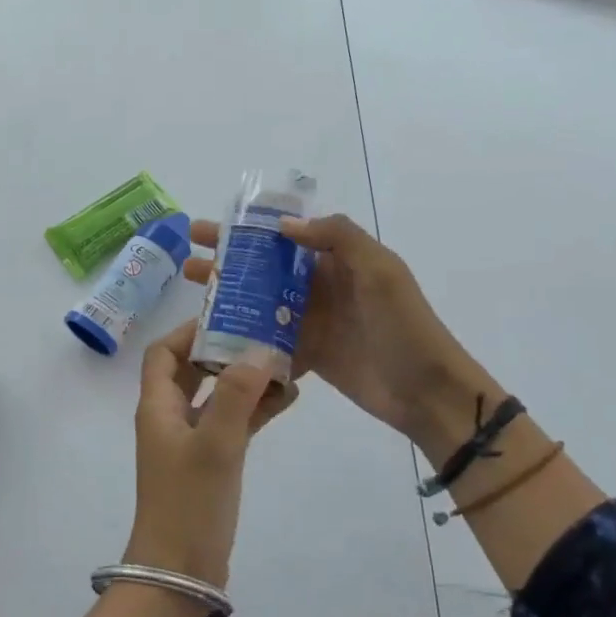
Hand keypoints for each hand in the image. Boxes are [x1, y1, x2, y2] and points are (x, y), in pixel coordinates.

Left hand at [127, 321, 296, 589]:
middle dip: (224, 348)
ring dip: (245, 378)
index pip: (163, 352)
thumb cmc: (188, 504)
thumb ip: (235, 395)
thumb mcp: (215, 445)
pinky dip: (255, 409)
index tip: (228, 317)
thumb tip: (259, 350)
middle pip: (192, 368)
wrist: (179, 573)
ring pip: (217, 395)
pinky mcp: (211, 461)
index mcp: (158, 406)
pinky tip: (289, 397)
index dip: (189, 331)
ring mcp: (192, 440)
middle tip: (263, 332)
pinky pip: (233, 423)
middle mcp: (171, 417)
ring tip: (284, 360)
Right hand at [183, 214, 486, 463]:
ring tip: (193, 290)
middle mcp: (320, 285)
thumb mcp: (379, 269)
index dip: (249, 228)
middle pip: (266, 266)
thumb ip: (337, 237)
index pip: (286, 234)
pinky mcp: (307, 354)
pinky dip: (245, 335)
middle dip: (228, 258)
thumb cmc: (403, 324)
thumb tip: (283, 226)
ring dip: (229, 294)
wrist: (425, 390)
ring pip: (262, 302)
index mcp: (338, 259)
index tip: (214, 226)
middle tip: (190, 255)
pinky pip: (269, 339)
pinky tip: (211, 334)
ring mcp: (312, 321)